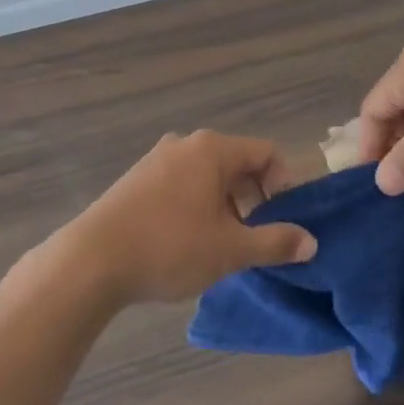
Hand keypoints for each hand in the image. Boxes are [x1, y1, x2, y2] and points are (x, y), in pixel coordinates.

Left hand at [50, 132, 317, 305]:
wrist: (93, 260)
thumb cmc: (170, 247)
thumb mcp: (230, 249)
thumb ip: (275, 242)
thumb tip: (310, 242)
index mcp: (211, 149)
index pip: (266, 153)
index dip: (285, 185)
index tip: (284, 221)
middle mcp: (184, 144)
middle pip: (236, 163)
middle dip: (254, 199)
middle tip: (256, 238)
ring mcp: (156, 160)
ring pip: (207, 177)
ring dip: (225, 206)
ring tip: (223, 245)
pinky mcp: (136, 180)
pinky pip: (181, 185)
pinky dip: (197, 207)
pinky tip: (189, 242)